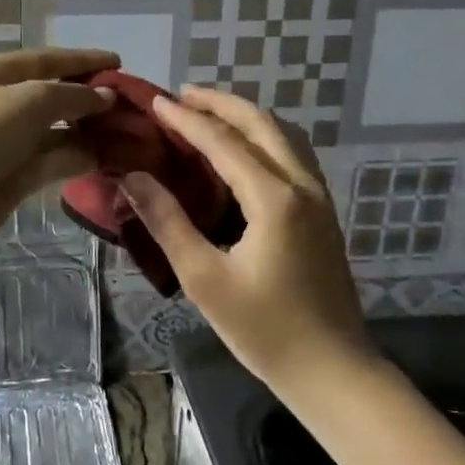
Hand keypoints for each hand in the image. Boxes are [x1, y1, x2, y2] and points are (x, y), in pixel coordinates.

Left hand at [0, 46, 117, 252]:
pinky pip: (55, 160)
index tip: (120, 62)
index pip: (49, 60)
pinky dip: (79, 158)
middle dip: (91, 98)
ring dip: (90, 131)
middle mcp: (4, 103)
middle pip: (55, 95)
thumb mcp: (28, 102)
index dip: (84, 60)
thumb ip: (72, 96)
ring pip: (58, 130)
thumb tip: (107, 96)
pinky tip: (108, 159)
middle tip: (130, 105)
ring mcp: (10, 141)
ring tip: (129, 133)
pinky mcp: (16, 175)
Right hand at [119, 87, 369, 380]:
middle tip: (180, 96)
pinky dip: (263, 138)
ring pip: (283, 135)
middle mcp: (302, 185)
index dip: (185, 119)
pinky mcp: (323, 212)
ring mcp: (319, 197)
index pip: (222, 142)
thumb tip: (132, 177)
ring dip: (245, 116)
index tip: (154, 101)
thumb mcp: (204, 279)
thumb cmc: (264, 330)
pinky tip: (242, 151)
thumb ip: (167, 222)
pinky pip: (292, 155)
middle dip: (220, 103)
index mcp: (274, 198)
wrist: (332, 369)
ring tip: (207, 114)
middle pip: (261, 123)